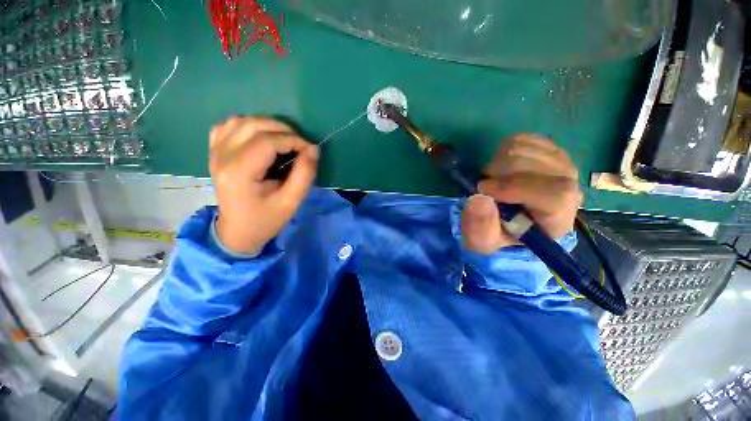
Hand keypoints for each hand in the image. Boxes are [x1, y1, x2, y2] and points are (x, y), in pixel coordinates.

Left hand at [210, 117, 318, 253]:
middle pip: (253, 126)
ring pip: (240, 121)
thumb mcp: (291, 201)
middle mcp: (222, 157)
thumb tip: (313, 149)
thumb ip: (304, 174)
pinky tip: (259, 136)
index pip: (267, 141)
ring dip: (266, 125)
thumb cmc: (266, 219)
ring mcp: (214, 153)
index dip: (293, 140)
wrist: (237, 232)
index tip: (310, 150)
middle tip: (300, 144)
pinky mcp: (214, 153)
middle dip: (283, 130)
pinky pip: (227, 126)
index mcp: (240, 172)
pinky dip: (247, 125)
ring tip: (284, 139)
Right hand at [461, 134, 581, 253]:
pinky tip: (502, 168)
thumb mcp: (482, 241)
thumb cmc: (497, 233)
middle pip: (537, 165)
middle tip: (486, 187)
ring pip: (526, 148)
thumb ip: (479, 227)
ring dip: (497, 162)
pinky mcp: (549, 150)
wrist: (510, 220)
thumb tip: (478, 199)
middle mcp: (570, 189)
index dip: (514, 187)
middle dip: (498, 173)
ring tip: (493, 179)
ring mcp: (561, 165)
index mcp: (557, 219)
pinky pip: (523, 138)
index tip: (484, 190)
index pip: (554, 195)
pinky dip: (503, 150)